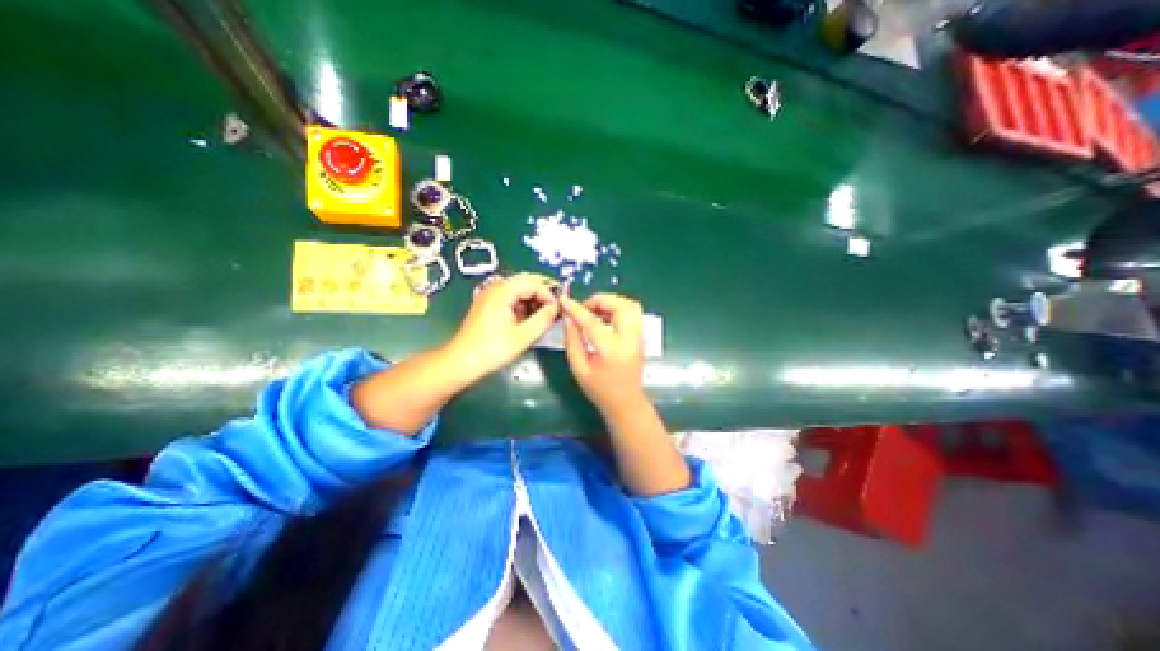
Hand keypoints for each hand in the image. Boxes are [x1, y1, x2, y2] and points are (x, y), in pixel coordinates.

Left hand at [444, 271, 560, 380]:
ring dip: (532, 303)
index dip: (548, 295)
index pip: (533, 282)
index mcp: (503, 291)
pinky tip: (526, 323)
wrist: (461, 362)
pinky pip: (510, 299)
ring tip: (540, 321)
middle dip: (541, 297)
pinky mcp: (487, 305)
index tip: (557, 311)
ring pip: (518, 291)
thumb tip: (556, 308)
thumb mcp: (524, 336)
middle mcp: (495, 288)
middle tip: (552, 315)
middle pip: (525, 284)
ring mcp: (489, 296)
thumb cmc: (493, 349)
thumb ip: (544, 319)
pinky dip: (522, 307)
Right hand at [559, 293, 648, 416]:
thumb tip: (568, 318)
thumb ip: (572, 341)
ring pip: (630, 305)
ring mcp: (639, 337)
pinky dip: (618, 307)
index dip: (577, 309)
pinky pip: (633, 312)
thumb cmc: (600, 390)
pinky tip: (605, 317)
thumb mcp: (579, 369)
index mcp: (611, 350)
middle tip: (584, 308)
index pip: (593, 322)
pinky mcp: (641, 336)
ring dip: (611, 302)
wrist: (626, 403)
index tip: (564, 300)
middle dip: (600, 300)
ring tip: (594, 310)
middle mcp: (629, 339)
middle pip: (620, 306)